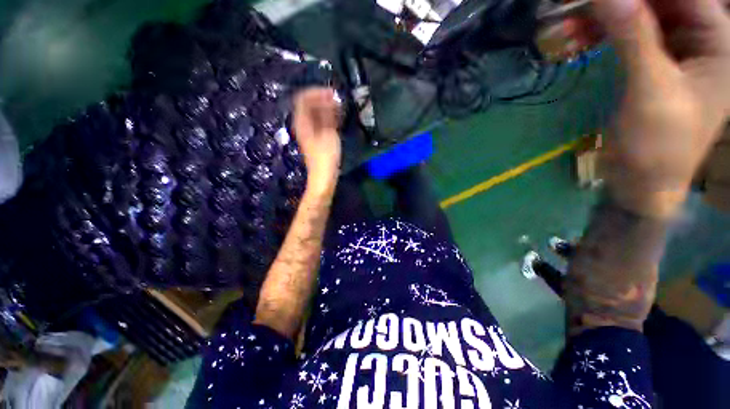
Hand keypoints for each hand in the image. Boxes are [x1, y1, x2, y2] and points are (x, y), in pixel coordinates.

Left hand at [292, 88, 341, 195]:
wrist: (323, 177)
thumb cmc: (326, 157)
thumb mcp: (329, 134)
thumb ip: (328, 115)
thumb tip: (330, 99)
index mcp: (302, 122)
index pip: (303, 98)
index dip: (316, 92)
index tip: (331, 92)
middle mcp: (302, 125)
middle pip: (308, 105)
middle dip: (322, 99)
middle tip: (337, 100)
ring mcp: (307, 132)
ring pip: (314, 113)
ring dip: (325, 108)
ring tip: (338, 109)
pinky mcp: (314, 139)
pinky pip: (318, 122)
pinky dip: (326, 118)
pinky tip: (336, 120)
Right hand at [591, 0, 729, 216]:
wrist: (642, 180)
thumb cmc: (658, 145)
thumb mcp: (652, 91)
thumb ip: (634, 38)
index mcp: (719, 43)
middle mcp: (702, 38)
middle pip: (662, 1)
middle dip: (621, 3)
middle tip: (579, 5)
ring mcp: (677, 48)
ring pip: (641, 13)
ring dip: (605, 15)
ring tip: (570, 21)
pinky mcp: (653, 60)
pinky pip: (628, 33)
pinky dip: (603, 31)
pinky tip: (578, 35)